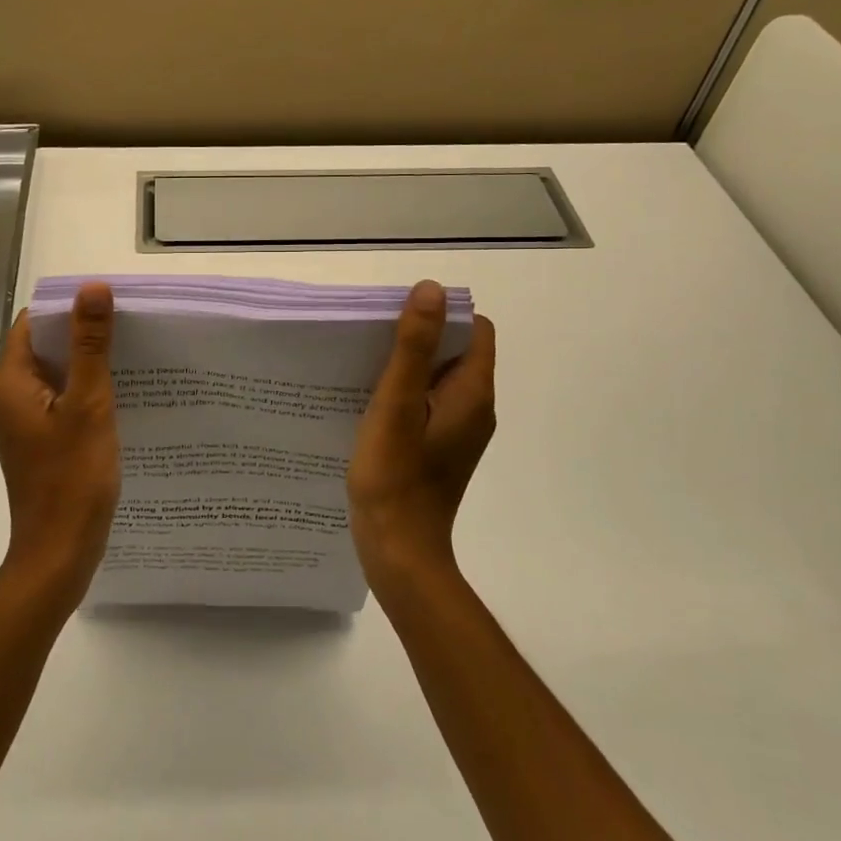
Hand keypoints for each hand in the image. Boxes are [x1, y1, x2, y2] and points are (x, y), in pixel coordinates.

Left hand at [0, 281, 121, 607]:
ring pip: (53, 375)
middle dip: (81, 334)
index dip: (67, 308)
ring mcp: (21, 422)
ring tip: (130, 355)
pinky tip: (119, 394)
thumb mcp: (88, 404)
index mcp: (10, 383)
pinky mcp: (37, 441)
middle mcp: (8, 397)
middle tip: (128, 327)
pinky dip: (83, 391)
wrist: (60, 552)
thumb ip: (90, 345)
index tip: (109, 305)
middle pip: (43, 347)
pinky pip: (59, 400)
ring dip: (85, 363)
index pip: (33, 323)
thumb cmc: (73, 478)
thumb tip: (92, 288)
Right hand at [348, 280, 496, 591]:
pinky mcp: (441, 449)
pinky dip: (406, 394)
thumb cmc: (395, 476)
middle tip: (374, 342)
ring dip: (409, 366)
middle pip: (456, 351)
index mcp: (473, 392)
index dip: (441, 315)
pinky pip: (429, 404)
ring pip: (439, 379)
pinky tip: (371, 405)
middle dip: (420, 337)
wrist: (399, 551)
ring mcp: (459, 432)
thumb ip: (414, 346)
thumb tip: (431, 288)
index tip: (399, 319)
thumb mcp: (398, 403)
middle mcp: (475, 408)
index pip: (474, 329)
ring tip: (365, 369)